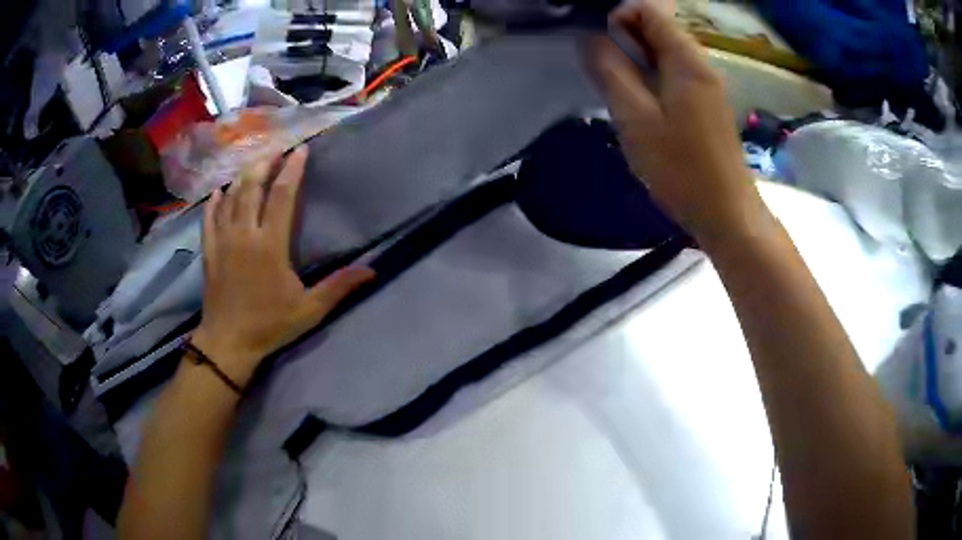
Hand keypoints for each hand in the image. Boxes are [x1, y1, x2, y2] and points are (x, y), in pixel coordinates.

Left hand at [192, 146, 374, 387]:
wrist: (228, 343)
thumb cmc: (269, 325)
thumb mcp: (309, 310)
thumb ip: (338, 287)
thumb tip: (372, 270)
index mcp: (270, 245)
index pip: (282, 196)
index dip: (292, 170)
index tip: (301, 150)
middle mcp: (244, 234)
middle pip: (252, 187)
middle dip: (265, 163)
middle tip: (276, 148)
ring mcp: (223, 241)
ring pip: (231, 197)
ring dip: (243, 176)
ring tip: (254, 162)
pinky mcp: (209, 251)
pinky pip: (210, 218)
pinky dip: (215, 202)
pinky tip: (220, 191)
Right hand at [588, 1, 769, 246]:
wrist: (727, 214)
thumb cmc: (682, 169)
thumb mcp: (636, 118)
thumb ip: (610, 72)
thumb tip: (589, 37)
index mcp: (686, 60)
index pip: (649, 10)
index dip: (617, 16)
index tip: (597, 44)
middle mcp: (701, 64)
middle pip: (658, 28)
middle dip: (624, 37)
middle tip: (601, 68)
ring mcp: (707, 85)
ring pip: (665, 53)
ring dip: (636, 59)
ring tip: (616, 88)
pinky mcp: (707, 105)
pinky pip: (675, 74)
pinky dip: (652, 77)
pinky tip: (640, 104)